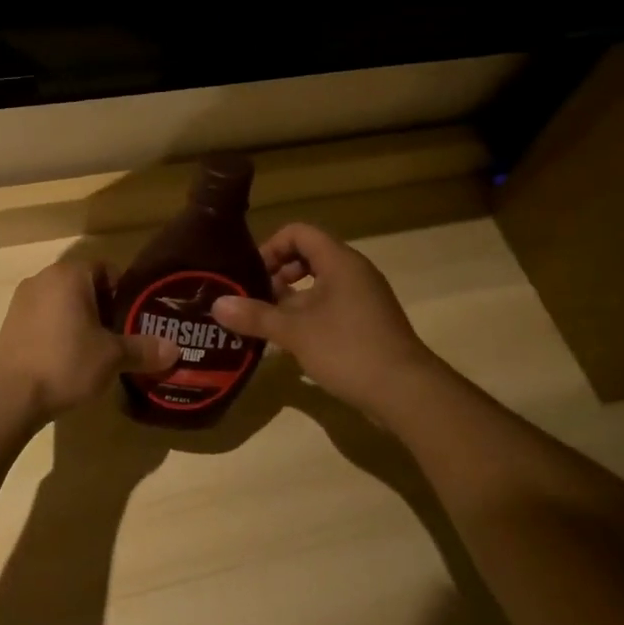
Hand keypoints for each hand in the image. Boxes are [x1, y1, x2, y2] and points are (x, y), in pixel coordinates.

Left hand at [0, 261, 177, 420]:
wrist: (11, 396)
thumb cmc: (67, 363)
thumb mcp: (113, 357)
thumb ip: (144, 349)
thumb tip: (175, 350)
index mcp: (71, 274)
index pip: (107, 270)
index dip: (123, 294)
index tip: (132, 320)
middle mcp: (44, 277)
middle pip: (84, 285)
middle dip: (102, 308)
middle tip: (117, 337)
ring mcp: (23, 299)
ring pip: (62, 301)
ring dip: (78, 319)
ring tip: (92, 351)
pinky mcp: (10, 321)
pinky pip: (43, 317)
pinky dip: (57, 330)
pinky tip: (64, 358)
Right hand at [210, 224, 434, 421]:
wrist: (406, 392)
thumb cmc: (348, 349)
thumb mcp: (295, 332)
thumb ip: (256, 315)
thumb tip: (216, 305)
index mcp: (339, 261)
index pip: (299, 232)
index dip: (271, 247)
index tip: (252, 274)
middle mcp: (354, 271)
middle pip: (308, 255)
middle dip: (278, 273)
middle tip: (257, 298)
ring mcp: (364, 297)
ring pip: (320, 283)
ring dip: (292, 297)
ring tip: (268, 322)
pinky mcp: (368, 322)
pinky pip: (332, 304)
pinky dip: (309, 314)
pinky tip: (293, 342)